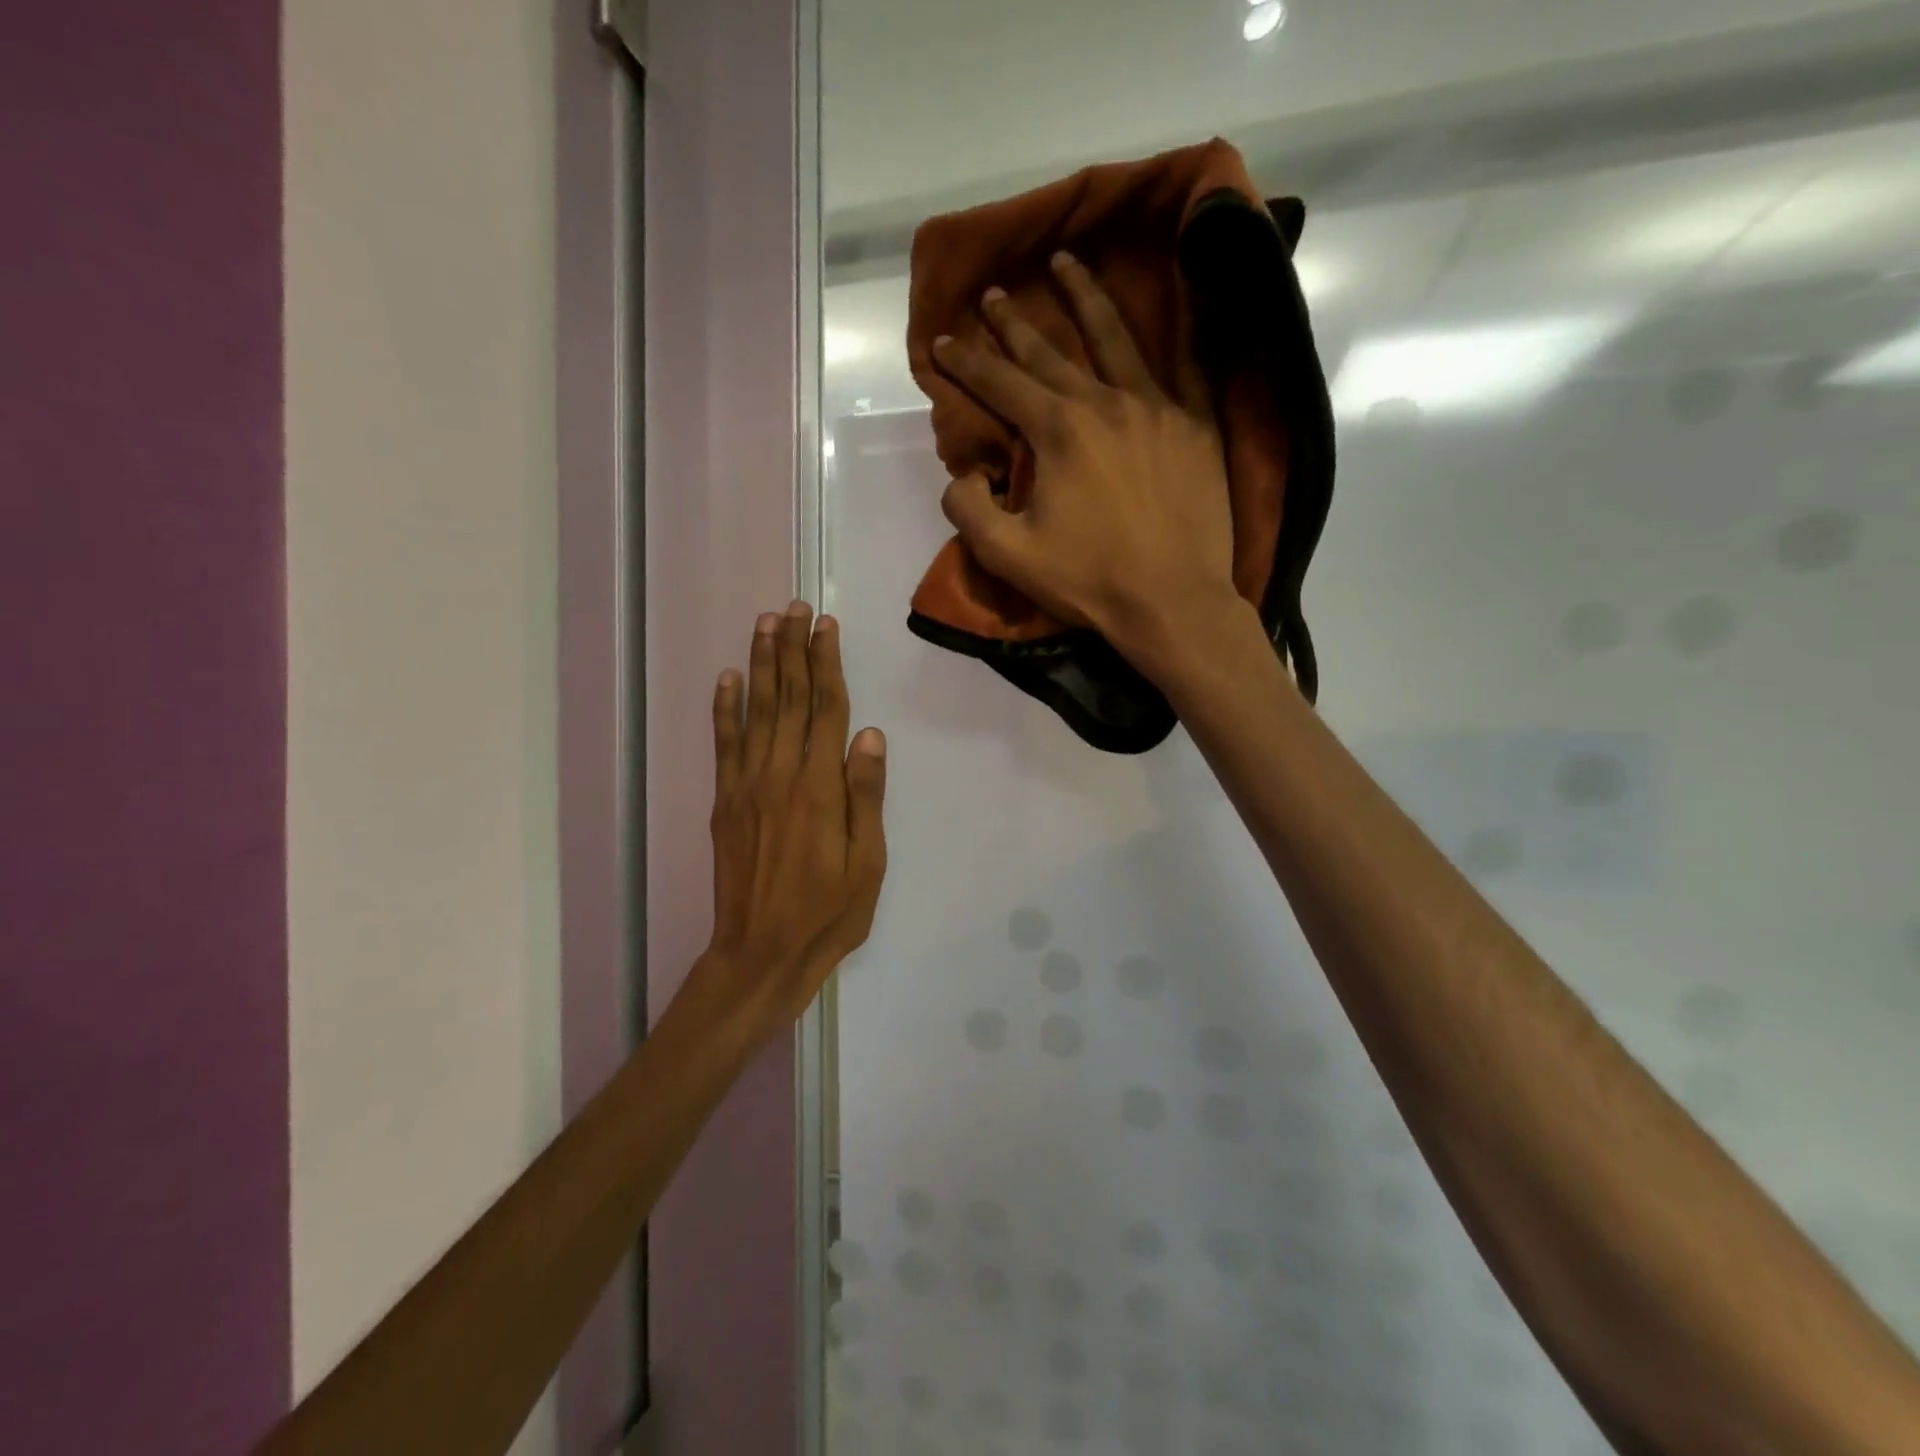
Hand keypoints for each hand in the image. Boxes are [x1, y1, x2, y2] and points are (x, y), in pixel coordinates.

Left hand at [701, 602, 886, 1035]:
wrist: (760, 954)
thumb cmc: (827, 914)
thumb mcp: (867, 864)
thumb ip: (866, 797)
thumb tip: (871, 736)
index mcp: (820, 788)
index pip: (825, 710)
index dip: (826, 664)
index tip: (826, 626)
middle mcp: (780, 775)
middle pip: (788, 699)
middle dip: (792, 649)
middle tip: (794, 607)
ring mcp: (746, 786)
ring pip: (755, 711)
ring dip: (760, 664)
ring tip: (765, 624)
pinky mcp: (725, 802)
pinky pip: (724, 744)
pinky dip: (724, 708)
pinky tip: (726, 679)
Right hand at [932, 253, 1247, 671]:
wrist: (1173, 601)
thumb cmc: (1088, 581)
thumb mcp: (1009, 556)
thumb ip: (970, 509)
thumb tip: (962, 473)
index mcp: (1058, 431)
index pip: (1002, 384)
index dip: (967, 362)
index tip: (943, 340)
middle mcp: (1104, 403)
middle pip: (1050, 352)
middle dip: (1014, 323)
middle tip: (994, 294)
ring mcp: (1155, 408)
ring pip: (1114, 338)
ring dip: (1084, 298)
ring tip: (1067, 264)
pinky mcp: (1194, 425)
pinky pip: (1179, 364)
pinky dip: (1166, 332)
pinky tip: (1160, 308)